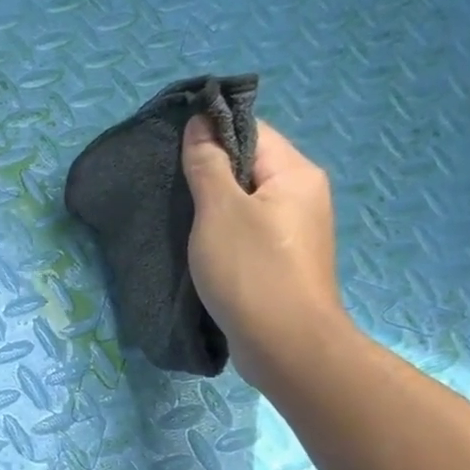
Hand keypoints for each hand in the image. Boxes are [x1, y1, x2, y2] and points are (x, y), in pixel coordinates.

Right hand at [182, 116, 349, 390]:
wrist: (286, 346)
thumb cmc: (252, 272)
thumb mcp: (219, 211)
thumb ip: (207, 165)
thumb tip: (199, 123)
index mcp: (295, 173)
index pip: (251, 131)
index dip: (210, 133)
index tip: (170, 148)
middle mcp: (302, 195)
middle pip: (249, 166)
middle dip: (208, 173)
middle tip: (166, 186)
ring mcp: (295, 231)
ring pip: (246, 203)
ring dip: (212, 207)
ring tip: (176, 217)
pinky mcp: (282, 262)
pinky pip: (248, 232)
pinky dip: (222, 234)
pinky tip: (197, 247)